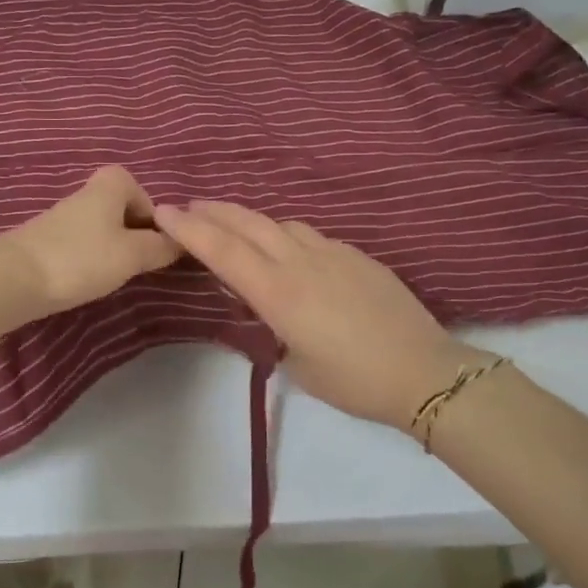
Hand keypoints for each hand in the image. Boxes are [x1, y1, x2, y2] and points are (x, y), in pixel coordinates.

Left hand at [0, 165, 182, 320]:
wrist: (12, 278)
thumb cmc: (81, 259)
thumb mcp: (132, 255)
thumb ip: (160, 247)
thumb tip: (182, 241)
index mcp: (110, 184)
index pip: (144, 194)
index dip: (153, 220)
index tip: (154, 246)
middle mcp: (86, 193)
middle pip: (122, 210)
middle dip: (133, 236)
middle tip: (137, 264)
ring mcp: (63, 216)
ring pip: (102, 229)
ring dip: (111, 250)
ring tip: (112, 276)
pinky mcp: (46, 240)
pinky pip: (81, 244)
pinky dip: (89, 259)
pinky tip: (85, 280)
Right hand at [154, 200, 480, 429]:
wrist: (423, 370)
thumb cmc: (353, 380)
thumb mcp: (297, 363)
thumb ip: (274, 326)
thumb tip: (269, 307)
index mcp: (279, 292)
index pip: (222, 250)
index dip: (189, 229)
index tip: (163, 211)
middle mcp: (300, 261)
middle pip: (247, 223)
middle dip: (213, 211)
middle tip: (189, 206)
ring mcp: (332, 252)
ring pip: (279, 223)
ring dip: (249, 220)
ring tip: (234, 227)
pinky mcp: (357, 255)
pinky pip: (309, 235)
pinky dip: (285, 234)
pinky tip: (288, 249)